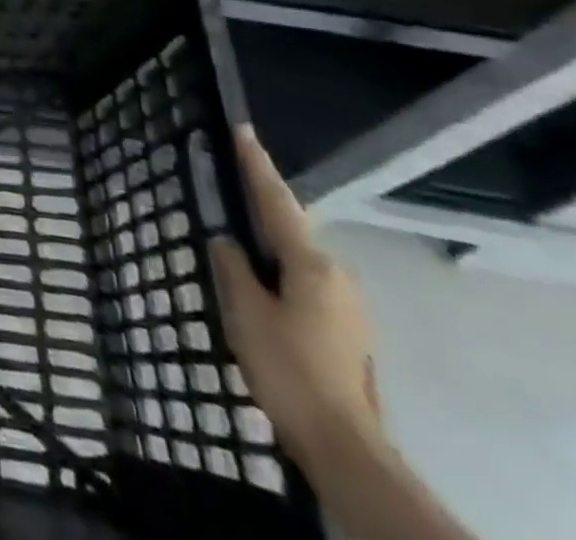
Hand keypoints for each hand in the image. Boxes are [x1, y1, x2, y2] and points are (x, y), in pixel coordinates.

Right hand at [208, 126, 383, 466]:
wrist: (344, 446)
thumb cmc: (287, 368)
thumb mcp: (245, 311)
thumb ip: (232, 266)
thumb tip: (226, 240)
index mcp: (311, 263)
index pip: (276, 200)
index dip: (256, 164)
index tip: (243, 130)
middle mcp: (337, 274)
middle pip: (292, 227)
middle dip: (263, 204)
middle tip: (232, 182)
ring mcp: (349, 304)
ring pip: (300, 257)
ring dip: (271, 242)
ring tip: (239, 235)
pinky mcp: (349, 329)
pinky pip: (307, 282)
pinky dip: (282, 270)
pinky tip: (262, 282)